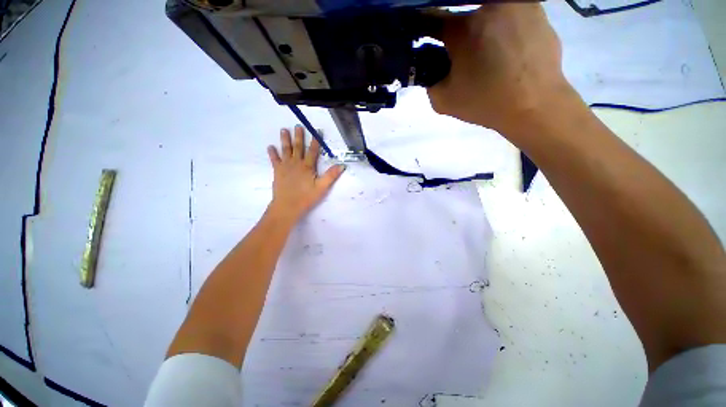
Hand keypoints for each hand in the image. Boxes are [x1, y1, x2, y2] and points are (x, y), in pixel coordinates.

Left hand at [266, 126, 344, 222]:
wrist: (287, 206)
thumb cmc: (306, 197)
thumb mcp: (322, 188)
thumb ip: (331, 176)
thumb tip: (342, 165)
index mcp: (308, 167)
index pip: (313, 151)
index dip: (316, 141)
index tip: (317, 131)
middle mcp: (296, 163)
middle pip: (298, 147)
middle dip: (299, 136)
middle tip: (298, 126)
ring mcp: (285, 166)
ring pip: (286, 150)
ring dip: (285, 140)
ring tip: (283, 130)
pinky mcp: (277, 171)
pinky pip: (274, 160)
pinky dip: (272, 153)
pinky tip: (270, 147)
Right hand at [428, 4, 573, 133]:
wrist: (534, 106)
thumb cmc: (486, 103)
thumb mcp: (443, 101)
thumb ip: (429, 82)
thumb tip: (433, 68)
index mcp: (463, 29)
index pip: (431, 19)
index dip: (423, 29)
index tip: (423, 38)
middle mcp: (489, 7)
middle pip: (461, 15)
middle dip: (456, 35)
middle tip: (461, 56)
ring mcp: (516, 4)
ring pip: (486, 13)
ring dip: (480, 30)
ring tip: (487, 55)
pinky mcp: (537, 10)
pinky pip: (509, 15)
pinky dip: (502, 29)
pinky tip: (507, 50)